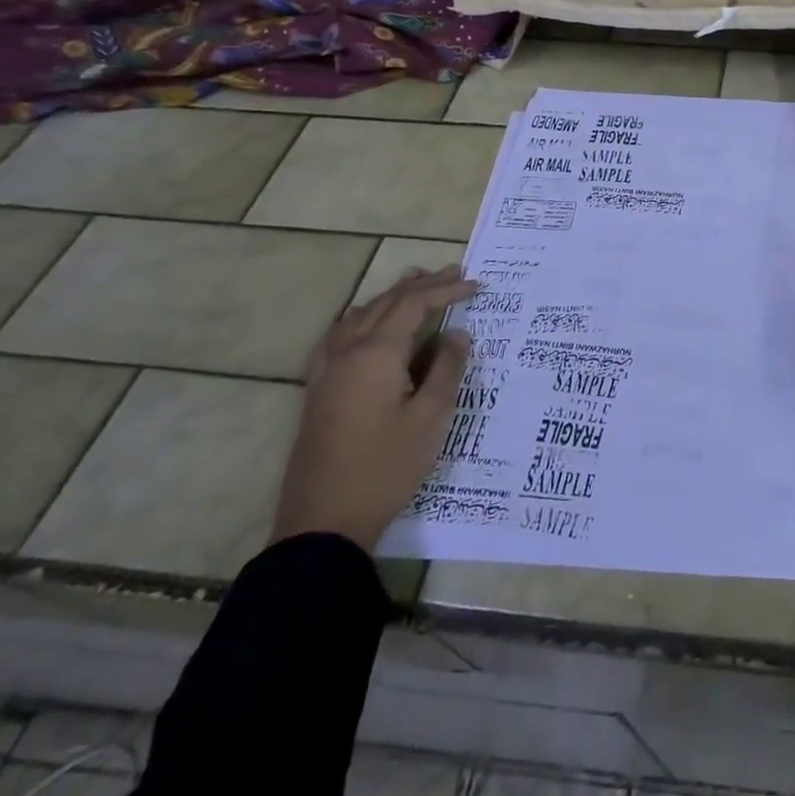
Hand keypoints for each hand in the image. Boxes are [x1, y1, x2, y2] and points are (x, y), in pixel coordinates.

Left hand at [272, 265, 475, 552]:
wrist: (323, 522)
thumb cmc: (385, 467)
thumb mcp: (430, 418)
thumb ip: (446, 369)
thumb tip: (457, 334)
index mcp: (375, 354)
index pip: (414, 305)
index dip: (446, 291)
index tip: (476, 286)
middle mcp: (347, 352)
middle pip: (386, 303)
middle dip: (422, 285)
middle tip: (454, 273)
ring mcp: (327, 371)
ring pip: (360, 315)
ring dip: (391, 296)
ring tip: (415, 283)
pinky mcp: (318, 390)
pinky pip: (340, 334)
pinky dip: (362, 316)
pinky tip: (365, 322)